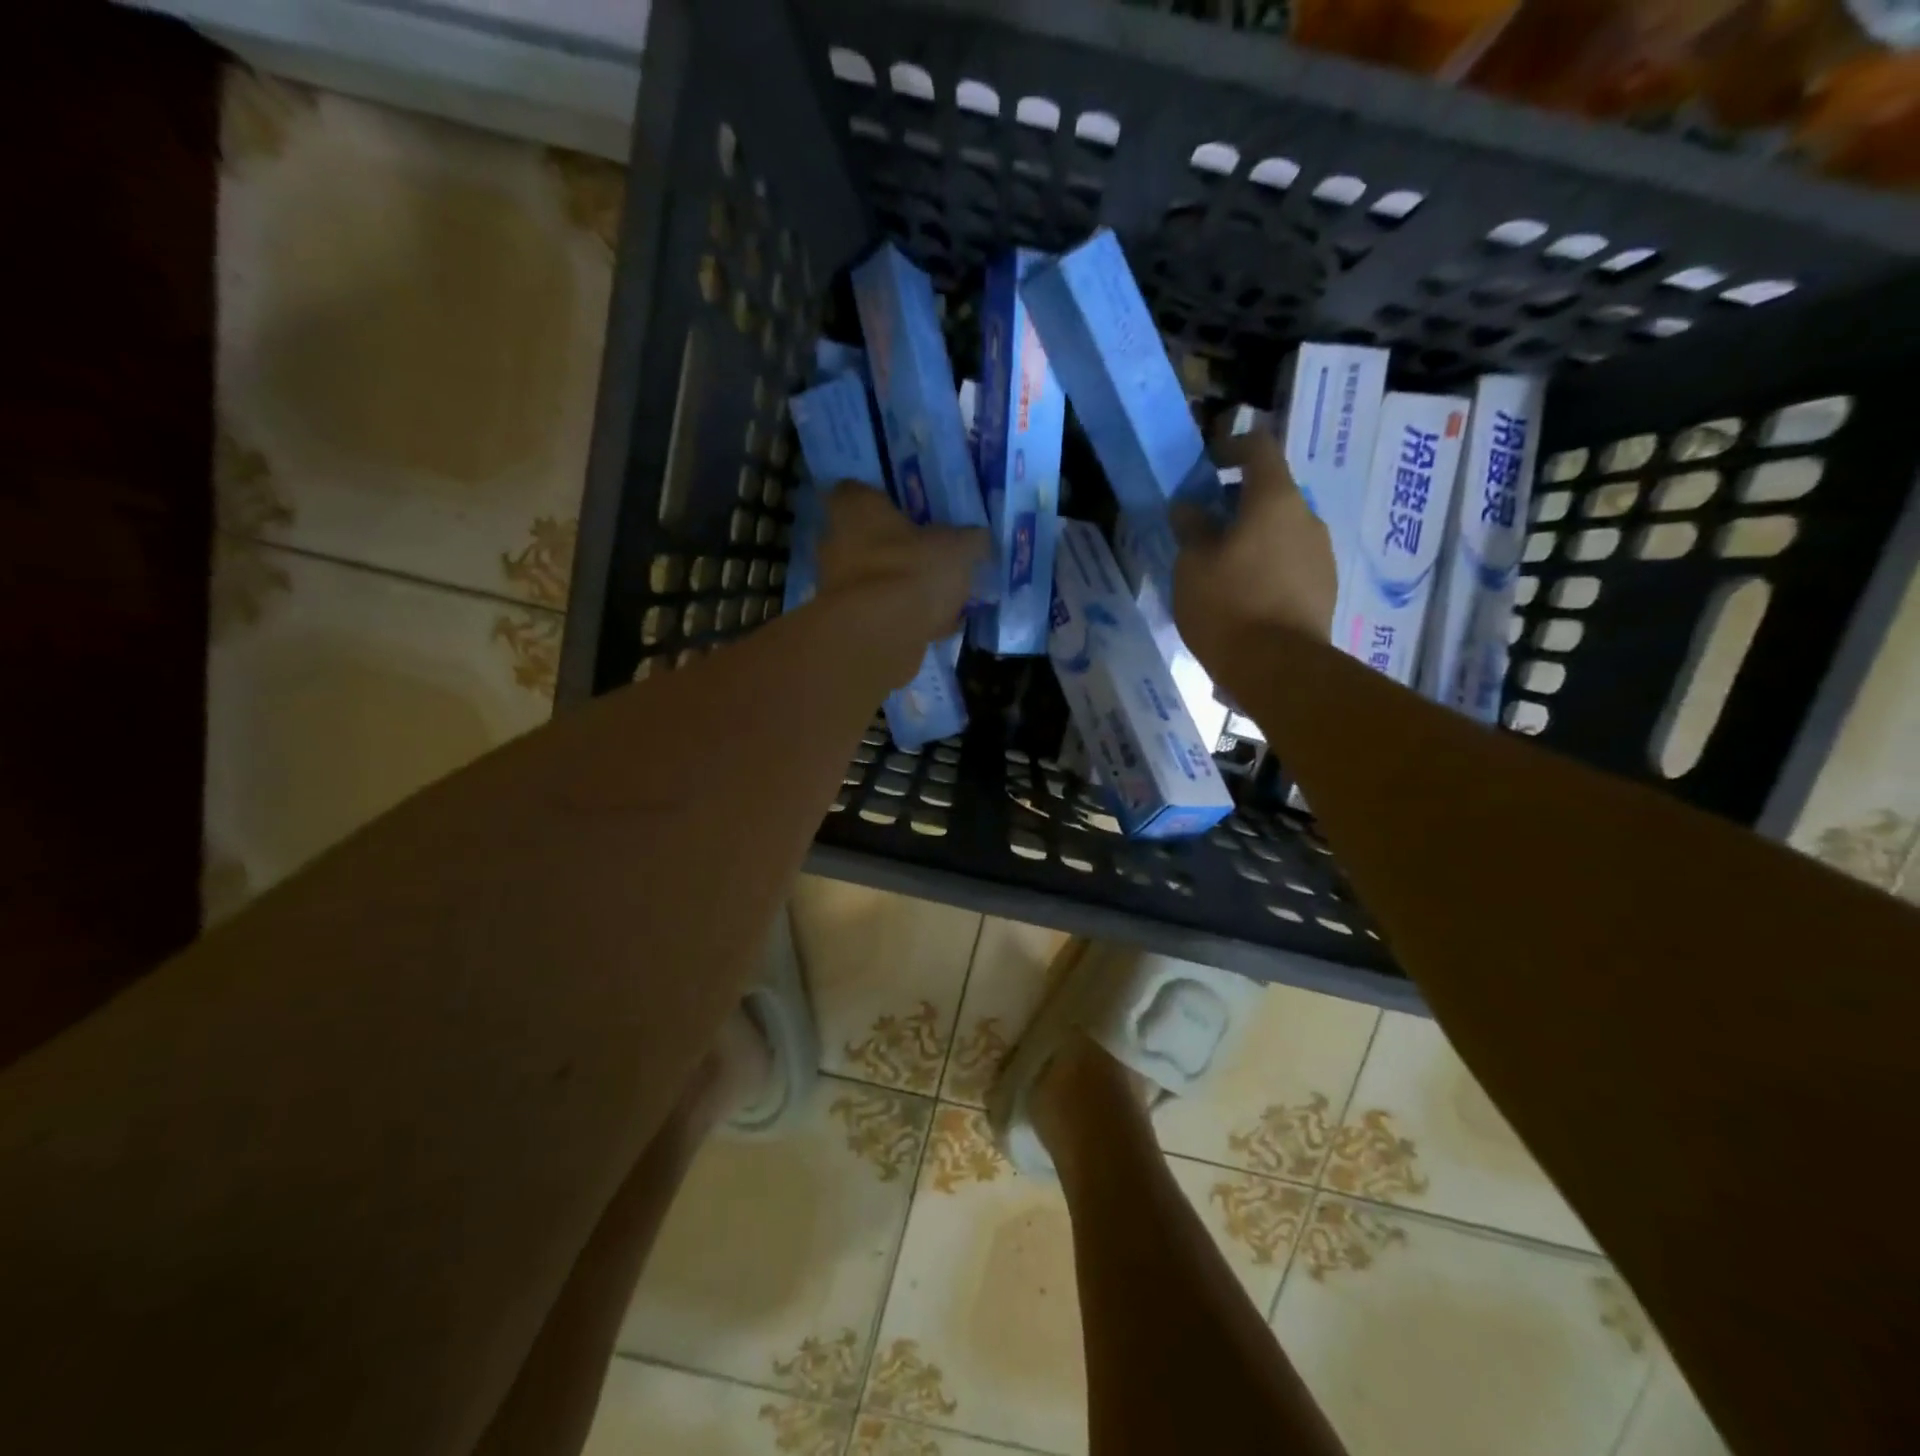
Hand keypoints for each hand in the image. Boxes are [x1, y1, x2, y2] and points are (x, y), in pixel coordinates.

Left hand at [815, 482, 988, 646]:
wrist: (881, 635)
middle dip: (893, 546)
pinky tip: (933, 626)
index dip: (881, 500)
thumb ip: (969, 540)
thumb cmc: (913, 570)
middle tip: (928, 554)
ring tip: (936, 596)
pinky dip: (902, 618)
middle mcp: (835, 542)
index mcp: (856, 508)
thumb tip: (978, 538)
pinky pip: (880, 613)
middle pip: (864, 538)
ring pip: (872, 578)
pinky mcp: (847, 622)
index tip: (907, 511)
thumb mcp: (958, 548)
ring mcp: (836, 586)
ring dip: (897, 585)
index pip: (856, 491)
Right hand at [1172, 430, 1336, 671]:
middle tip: (1204, 526)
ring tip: (1222, 567)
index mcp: (1275, 499)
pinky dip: (1267, 565)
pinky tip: (1245, 595)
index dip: (1230, 447)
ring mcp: (1321, 554)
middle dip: (1237, 502)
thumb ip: (1191, 527)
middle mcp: (1307, 517)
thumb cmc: (1228, 605)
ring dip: (1253, 536)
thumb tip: (1189, 507)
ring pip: (1282, 529)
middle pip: (1272, 492)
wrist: (1279, 668)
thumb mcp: (1192, 564)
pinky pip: (1292, 562)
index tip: (1206, 464)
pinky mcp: (1325, 588)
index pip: (1258, 447)